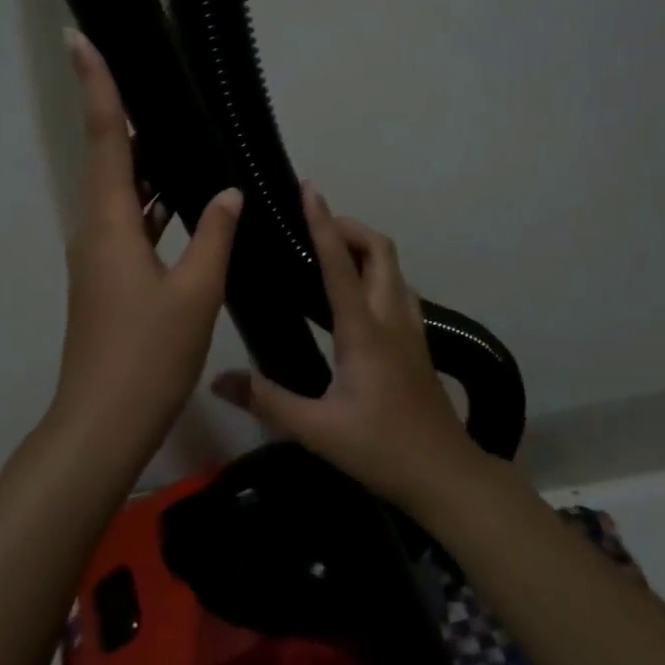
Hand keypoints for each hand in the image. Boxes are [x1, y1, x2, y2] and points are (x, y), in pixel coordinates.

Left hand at [49, 30, 243, 439]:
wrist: (103, 423)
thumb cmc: (147, 356)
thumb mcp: (194, 292)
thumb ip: (214, 235)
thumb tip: (228, 192)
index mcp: (110, 224)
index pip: (104, 138)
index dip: (96, 85)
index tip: (79, 38)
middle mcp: (96, 231)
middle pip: (109, 160)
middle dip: (125, 118)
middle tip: (155, 82)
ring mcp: (99, 257)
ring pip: (122, 194)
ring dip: (144, 164)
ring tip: (178, 132)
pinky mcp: (108, 279)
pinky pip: (131, 225)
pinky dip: (154, 205)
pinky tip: (185, 202)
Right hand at [213, 185, 492, 515]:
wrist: (446, 476)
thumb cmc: (382, 449)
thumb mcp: (317, 429)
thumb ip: (267, 401)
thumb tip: (218, 380)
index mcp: (364, 332)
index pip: (340, 265)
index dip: (323, 223)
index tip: (310, 189)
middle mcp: (390, 318)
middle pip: (380, 250)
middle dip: (350, 227)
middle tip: (315, 226)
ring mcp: (410, 329)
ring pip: (393, 268)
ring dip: (365, 248)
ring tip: (329, 253)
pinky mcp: (416, 343)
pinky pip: (396, 289)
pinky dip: (374, 273)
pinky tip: (353, 297)